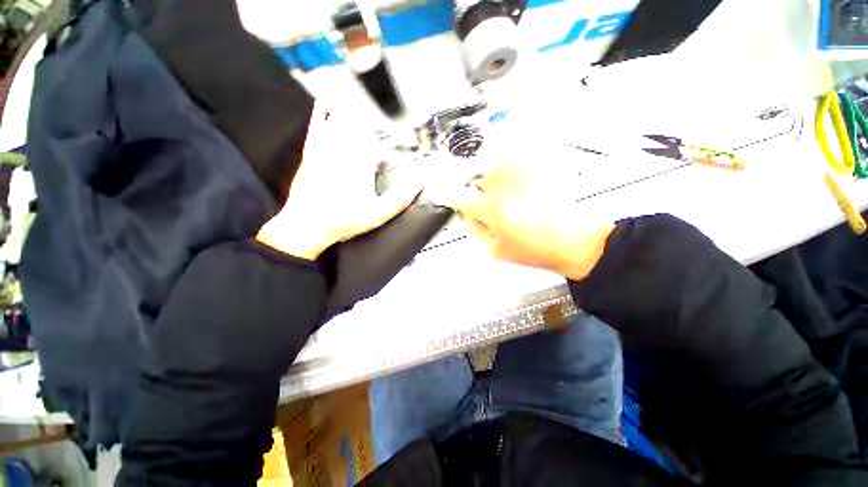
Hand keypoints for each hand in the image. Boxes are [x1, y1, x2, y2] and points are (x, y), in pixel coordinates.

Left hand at [257, 110, 421, 259]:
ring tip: (368, 97)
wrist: (306, 225)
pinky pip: (317, 124)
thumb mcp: (378, 214)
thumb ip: (400, 197)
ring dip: (355, 107)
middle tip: (392, 110)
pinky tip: (327, 101)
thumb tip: (420, 179)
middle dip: (379, 114)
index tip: (410, 129)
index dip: (398, 130)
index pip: (383, 136)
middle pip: (363, 121)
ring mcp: (325, 147)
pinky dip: (323, 111)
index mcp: (361, 160)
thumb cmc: (344, 220)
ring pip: (341, 118)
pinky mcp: (312, 150)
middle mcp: (343, 147)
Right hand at [431, 161, 613, 280]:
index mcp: (494, 212)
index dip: (446, 194)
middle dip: (467, 172)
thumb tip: (462, 213)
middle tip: (466, 176)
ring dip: (486, 155)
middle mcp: (507, 189)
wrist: (573, 243)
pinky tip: (507, 153)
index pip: (460, 198)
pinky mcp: (541, 169)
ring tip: (484, 160)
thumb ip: (473, 230)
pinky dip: (508, 149)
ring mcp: (525, 175)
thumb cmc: (532, 251)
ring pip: (497, 152)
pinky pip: (520, 150)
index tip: (439, 191)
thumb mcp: (495, 251)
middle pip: (477, 169)